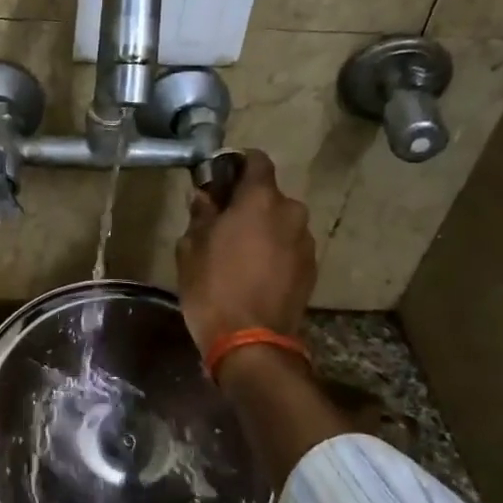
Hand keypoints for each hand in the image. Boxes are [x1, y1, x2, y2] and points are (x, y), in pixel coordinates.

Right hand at [175, 149, 316, 351]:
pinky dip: (274, 251)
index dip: (236, 165)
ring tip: (239, 253)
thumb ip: (201, 215)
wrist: (251, 342)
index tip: (218, 180)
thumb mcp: (191, 248)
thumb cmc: (212, 288)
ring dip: (263, 229)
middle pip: (268, 195)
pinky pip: (289, 247)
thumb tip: (205, 197)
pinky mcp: (312, 269)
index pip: (256, 160)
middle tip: (223, 224)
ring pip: (281, 222)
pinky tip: (255, 273)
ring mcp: (306, 242)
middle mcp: (291, 212)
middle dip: (247, 204)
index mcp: (260, 199)